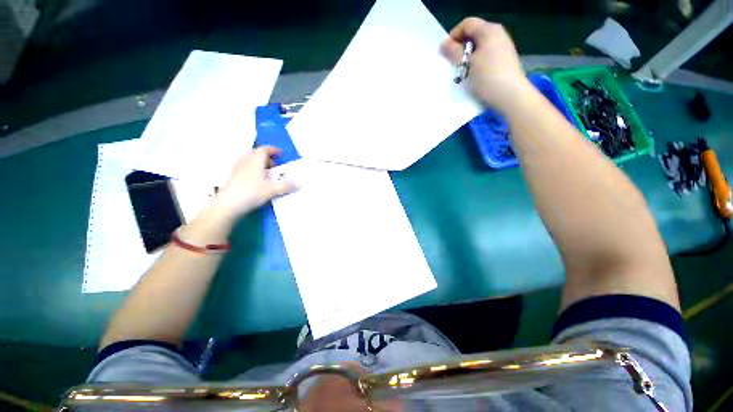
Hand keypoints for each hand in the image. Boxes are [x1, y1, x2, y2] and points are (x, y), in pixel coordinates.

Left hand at [208, 146, 296, 223]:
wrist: (228, 205)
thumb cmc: (251, 193)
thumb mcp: (272, 190)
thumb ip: (286, 186)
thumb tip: (299, 184)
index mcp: (255, 161)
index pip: (263, 150)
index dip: (272, 150)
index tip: (280, 153)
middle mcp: (245, 162)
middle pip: (255, 154)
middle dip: (266, 157)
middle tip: (274, 165)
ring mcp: (237, 169)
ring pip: (249, 161)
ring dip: (259, 164)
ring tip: (267, 173)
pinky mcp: (233, 178)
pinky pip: (245, 168)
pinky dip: (253, 170)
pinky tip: (257, 181)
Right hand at [441, 18, 528, 110]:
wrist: (511, 96)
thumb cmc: (487, 78)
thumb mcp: (466, 65)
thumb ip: (453, 52)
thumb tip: (443, 44)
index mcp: (489, 30)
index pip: (467, 24)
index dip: (454, 36)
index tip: (447, 53)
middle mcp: (498, 34)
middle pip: (473, 34)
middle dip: (461, 47)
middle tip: (454, 63)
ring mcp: (503, 46)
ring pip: (479, 46)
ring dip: (468, 57)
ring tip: (463, 72)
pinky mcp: (504, 59)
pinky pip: (486, 55)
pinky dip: (477, 62)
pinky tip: (474, 75)